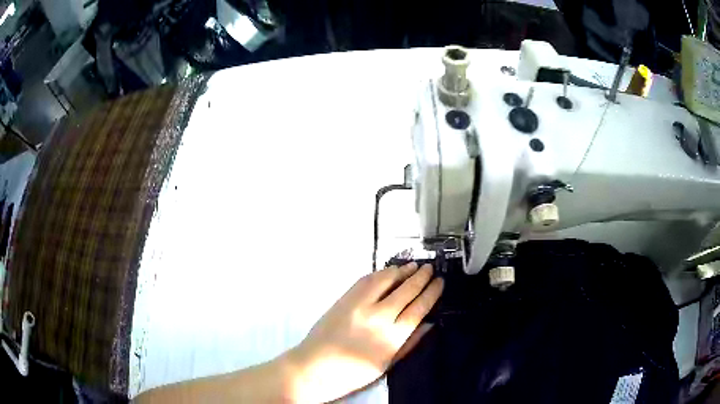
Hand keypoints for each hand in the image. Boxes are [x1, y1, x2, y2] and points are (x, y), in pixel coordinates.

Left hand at [285, 262, 442, 402]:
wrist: (314, 367)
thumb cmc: (353, 373)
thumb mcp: (387, 364)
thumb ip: (410, 343)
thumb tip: (429, 324)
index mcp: (392, 337)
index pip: (419, 308)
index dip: (432, 293)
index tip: (440, 282)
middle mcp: (378, 317)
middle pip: (406, 291)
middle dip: (421, 278)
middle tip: (431, 268)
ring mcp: (359, 305)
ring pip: (386, 280)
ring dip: (402, 271)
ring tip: (413, 266)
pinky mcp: (344, 299)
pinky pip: (366, 280)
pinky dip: (380, 273)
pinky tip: (388, 271)